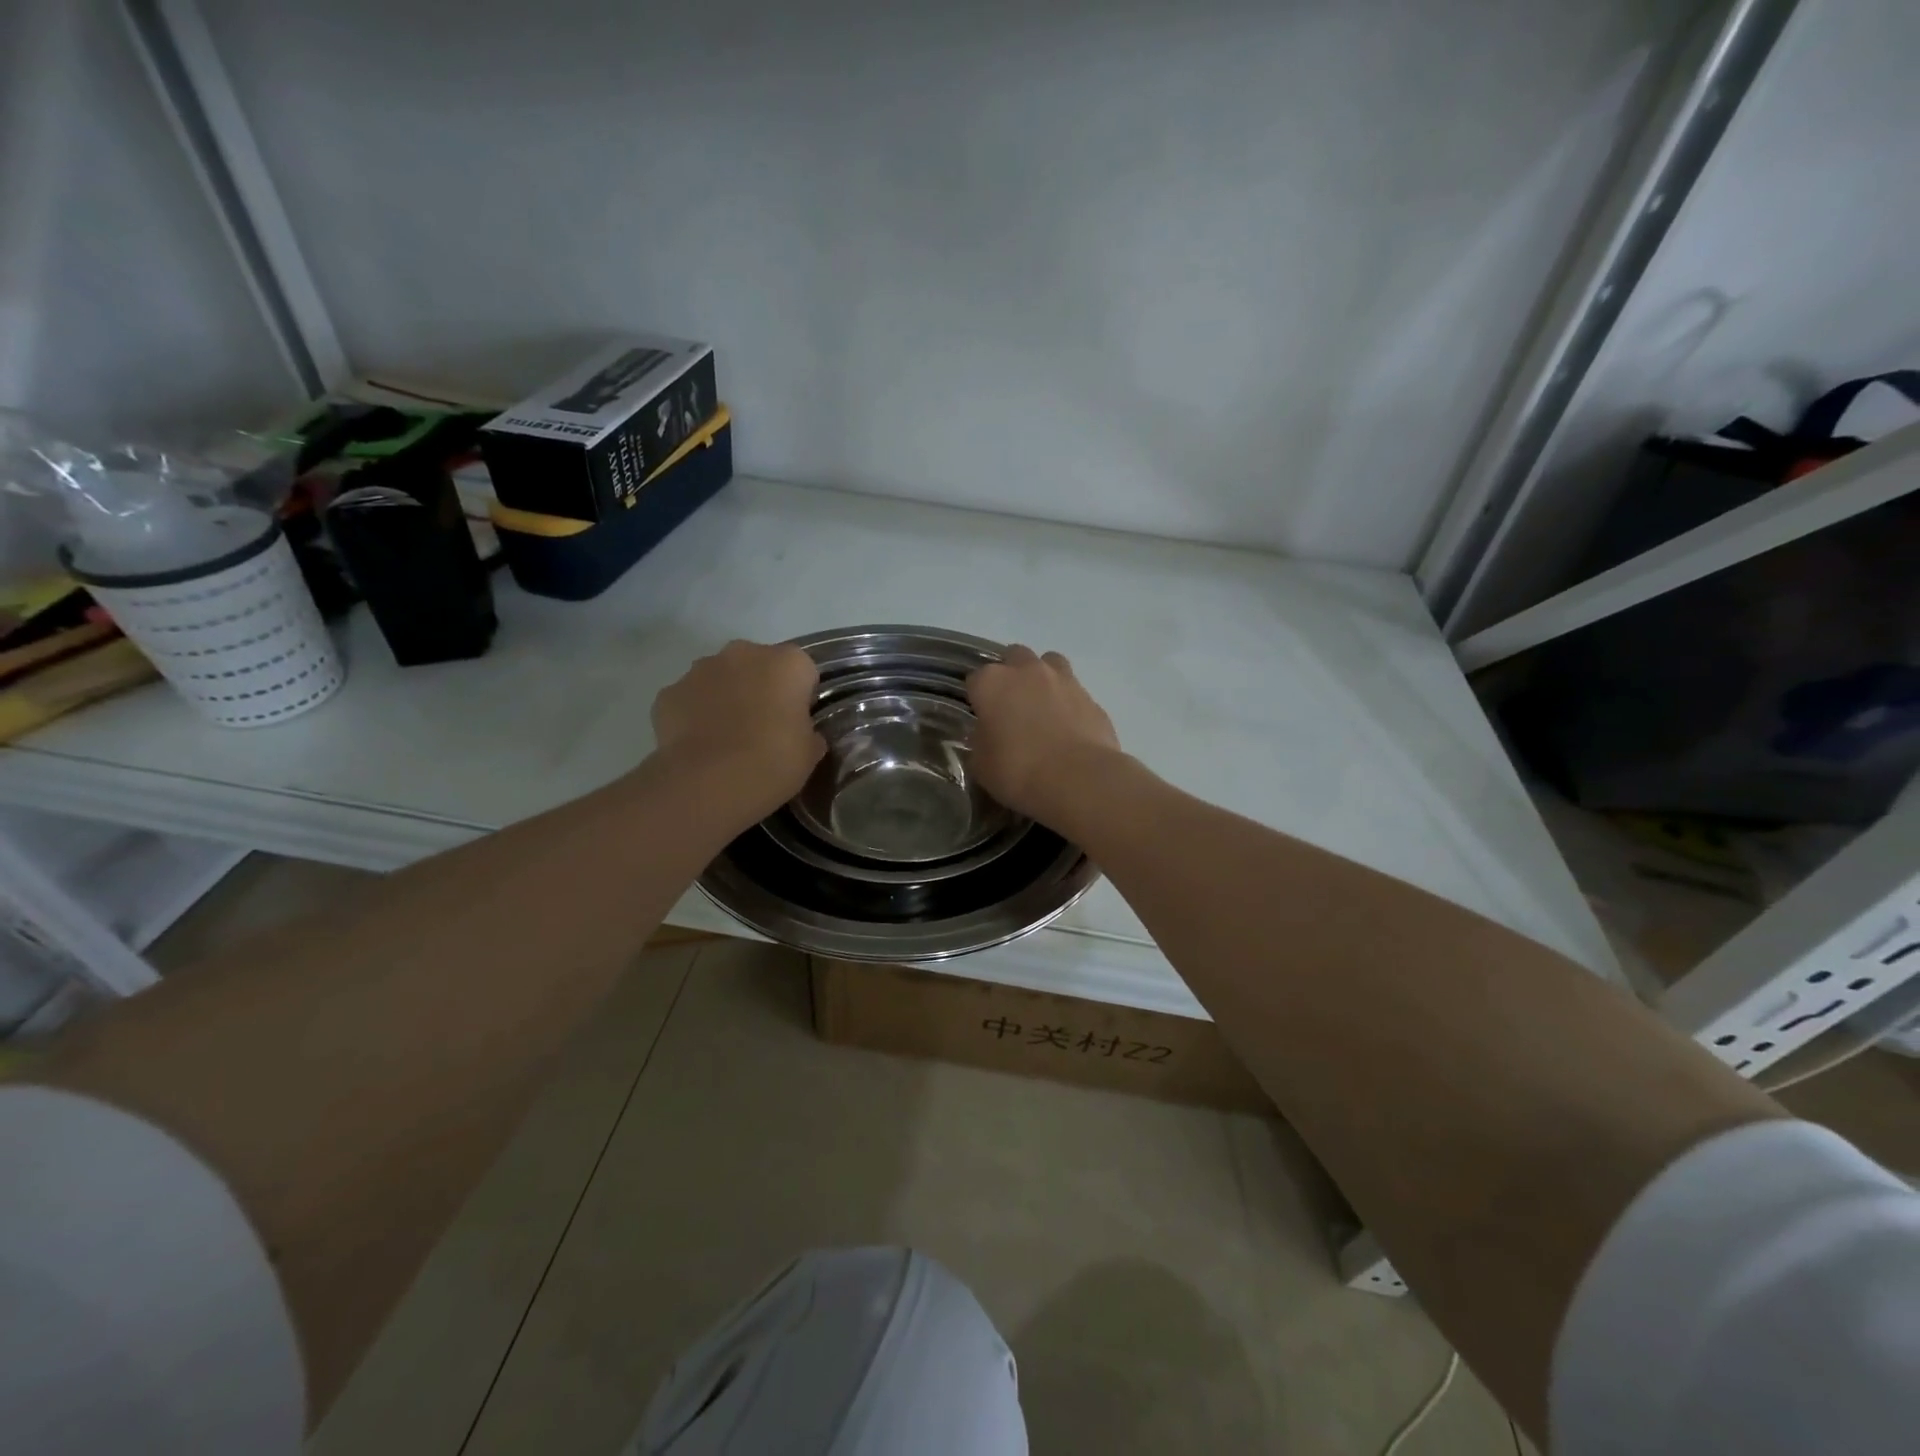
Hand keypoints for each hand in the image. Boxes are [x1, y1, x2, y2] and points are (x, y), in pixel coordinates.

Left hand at [651, 641, 825, 824]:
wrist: (708, 783)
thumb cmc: (773, 762)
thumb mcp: (809, 753)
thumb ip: (808, 733)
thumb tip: (802, 734)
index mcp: (787, 663)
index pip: (802, 671)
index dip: (800, 697)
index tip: (796, 723)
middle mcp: (744, 653)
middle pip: (758, 665)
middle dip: (760, 688)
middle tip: (763, 729)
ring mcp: (701, 670)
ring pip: (720, 678)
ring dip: (725, 698)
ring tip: (727, 740)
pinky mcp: (669, 692)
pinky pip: (689, 699)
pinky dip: (694, 715)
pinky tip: (699, 746)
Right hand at [967, 645, 1122, 826]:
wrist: (1078, 779)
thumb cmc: (1018, 771)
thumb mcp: (981, 765)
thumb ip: (980, 742)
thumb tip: (987, 736)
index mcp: (992, 683)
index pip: (976, 679)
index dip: (977, 698)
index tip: (981, 718)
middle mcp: (1027, 671)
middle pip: (1014, 658)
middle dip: (1011, 675)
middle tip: (1011, 706)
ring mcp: (1064, 680)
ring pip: (1049, 663)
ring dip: (1043, 678)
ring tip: (1043, 707)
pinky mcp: (1091, 698)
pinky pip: (1074, 691)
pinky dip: (1068, 703)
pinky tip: (1068, 728)